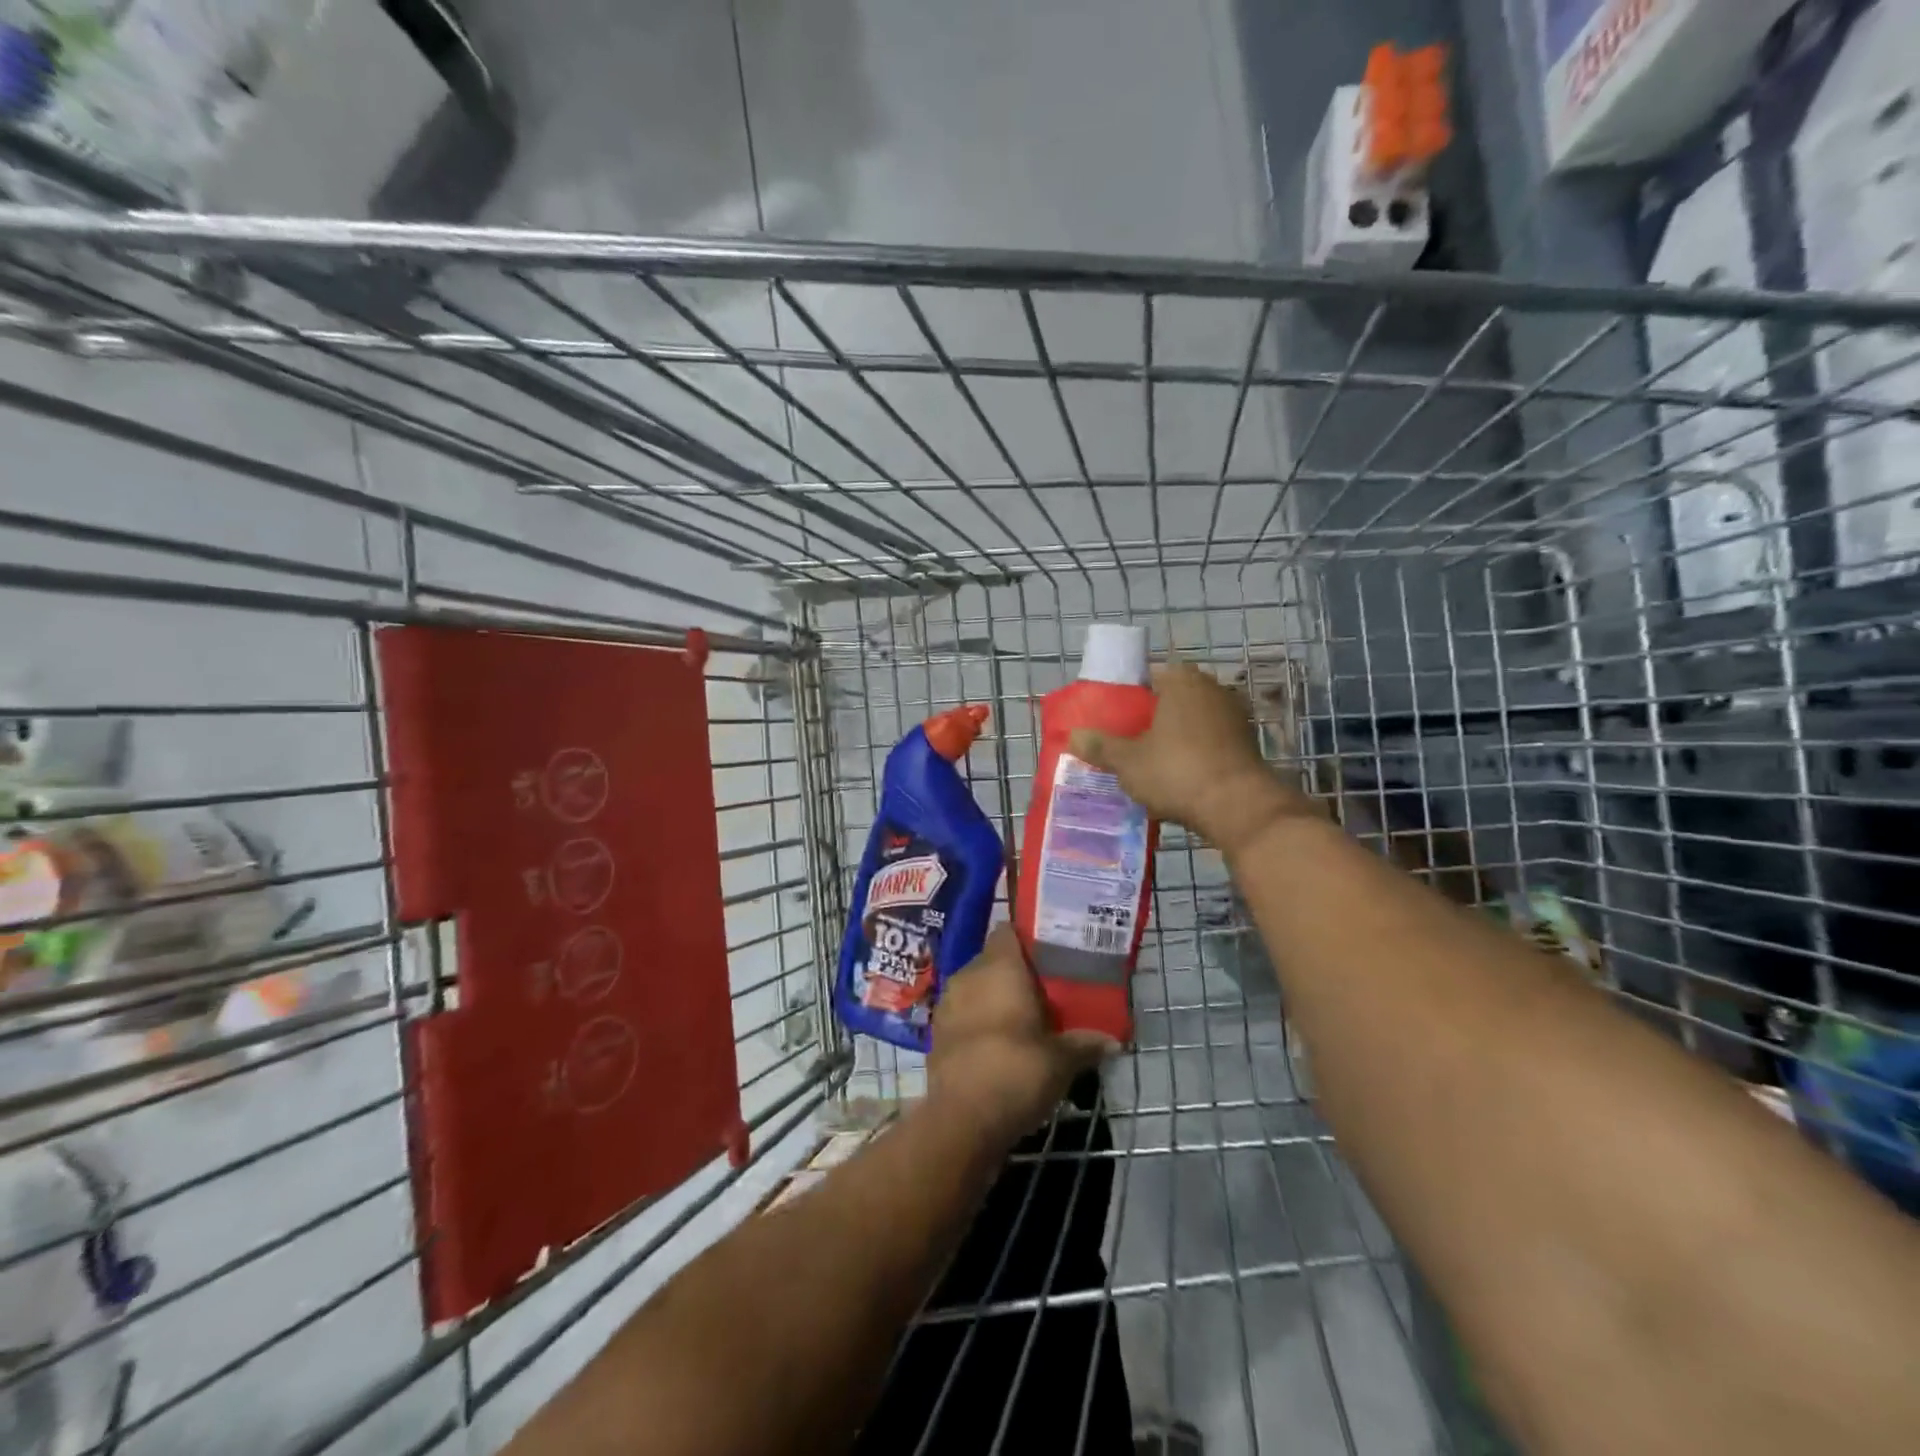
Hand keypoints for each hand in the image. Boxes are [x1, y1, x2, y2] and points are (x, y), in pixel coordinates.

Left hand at [929, 925, 1116, 1141]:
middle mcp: (969, 975)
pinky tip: (1000, 1044)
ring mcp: (948, 1004)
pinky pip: (964, 1014)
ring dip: (996, 999)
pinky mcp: (937, 1034)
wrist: (963, 1120)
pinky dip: (980, 1022)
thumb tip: (1114, 1041)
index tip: (1050, 953)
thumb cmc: (1017, 1072)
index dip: (1028, 938)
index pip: (1009, 931)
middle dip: (1016, 973)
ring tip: (1025, 1019)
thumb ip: (1086, 1043)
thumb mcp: (1062, 1060)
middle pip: (994, 960)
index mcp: (999, 967)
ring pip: (977, 988)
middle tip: (1046, 990)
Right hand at [1069, 659, 1311, 855]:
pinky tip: (1179, 777)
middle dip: (1152, 719)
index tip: (1115, 719)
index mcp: (1183, 681)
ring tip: (1150, 763)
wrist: (1237, 807)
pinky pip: (1210, 743)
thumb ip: (1100, 746)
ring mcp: (1235, 716)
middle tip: (1128, 742)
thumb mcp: (1128, 762)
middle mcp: (1213, 689)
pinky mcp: (1247, 744)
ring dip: (1175, 738)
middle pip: (1172, 699)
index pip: (1149, 676)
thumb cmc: (1177, 771)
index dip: (1129, 696)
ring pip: (1193, 722)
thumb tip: (1073, 736)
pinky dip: (1195, 754)